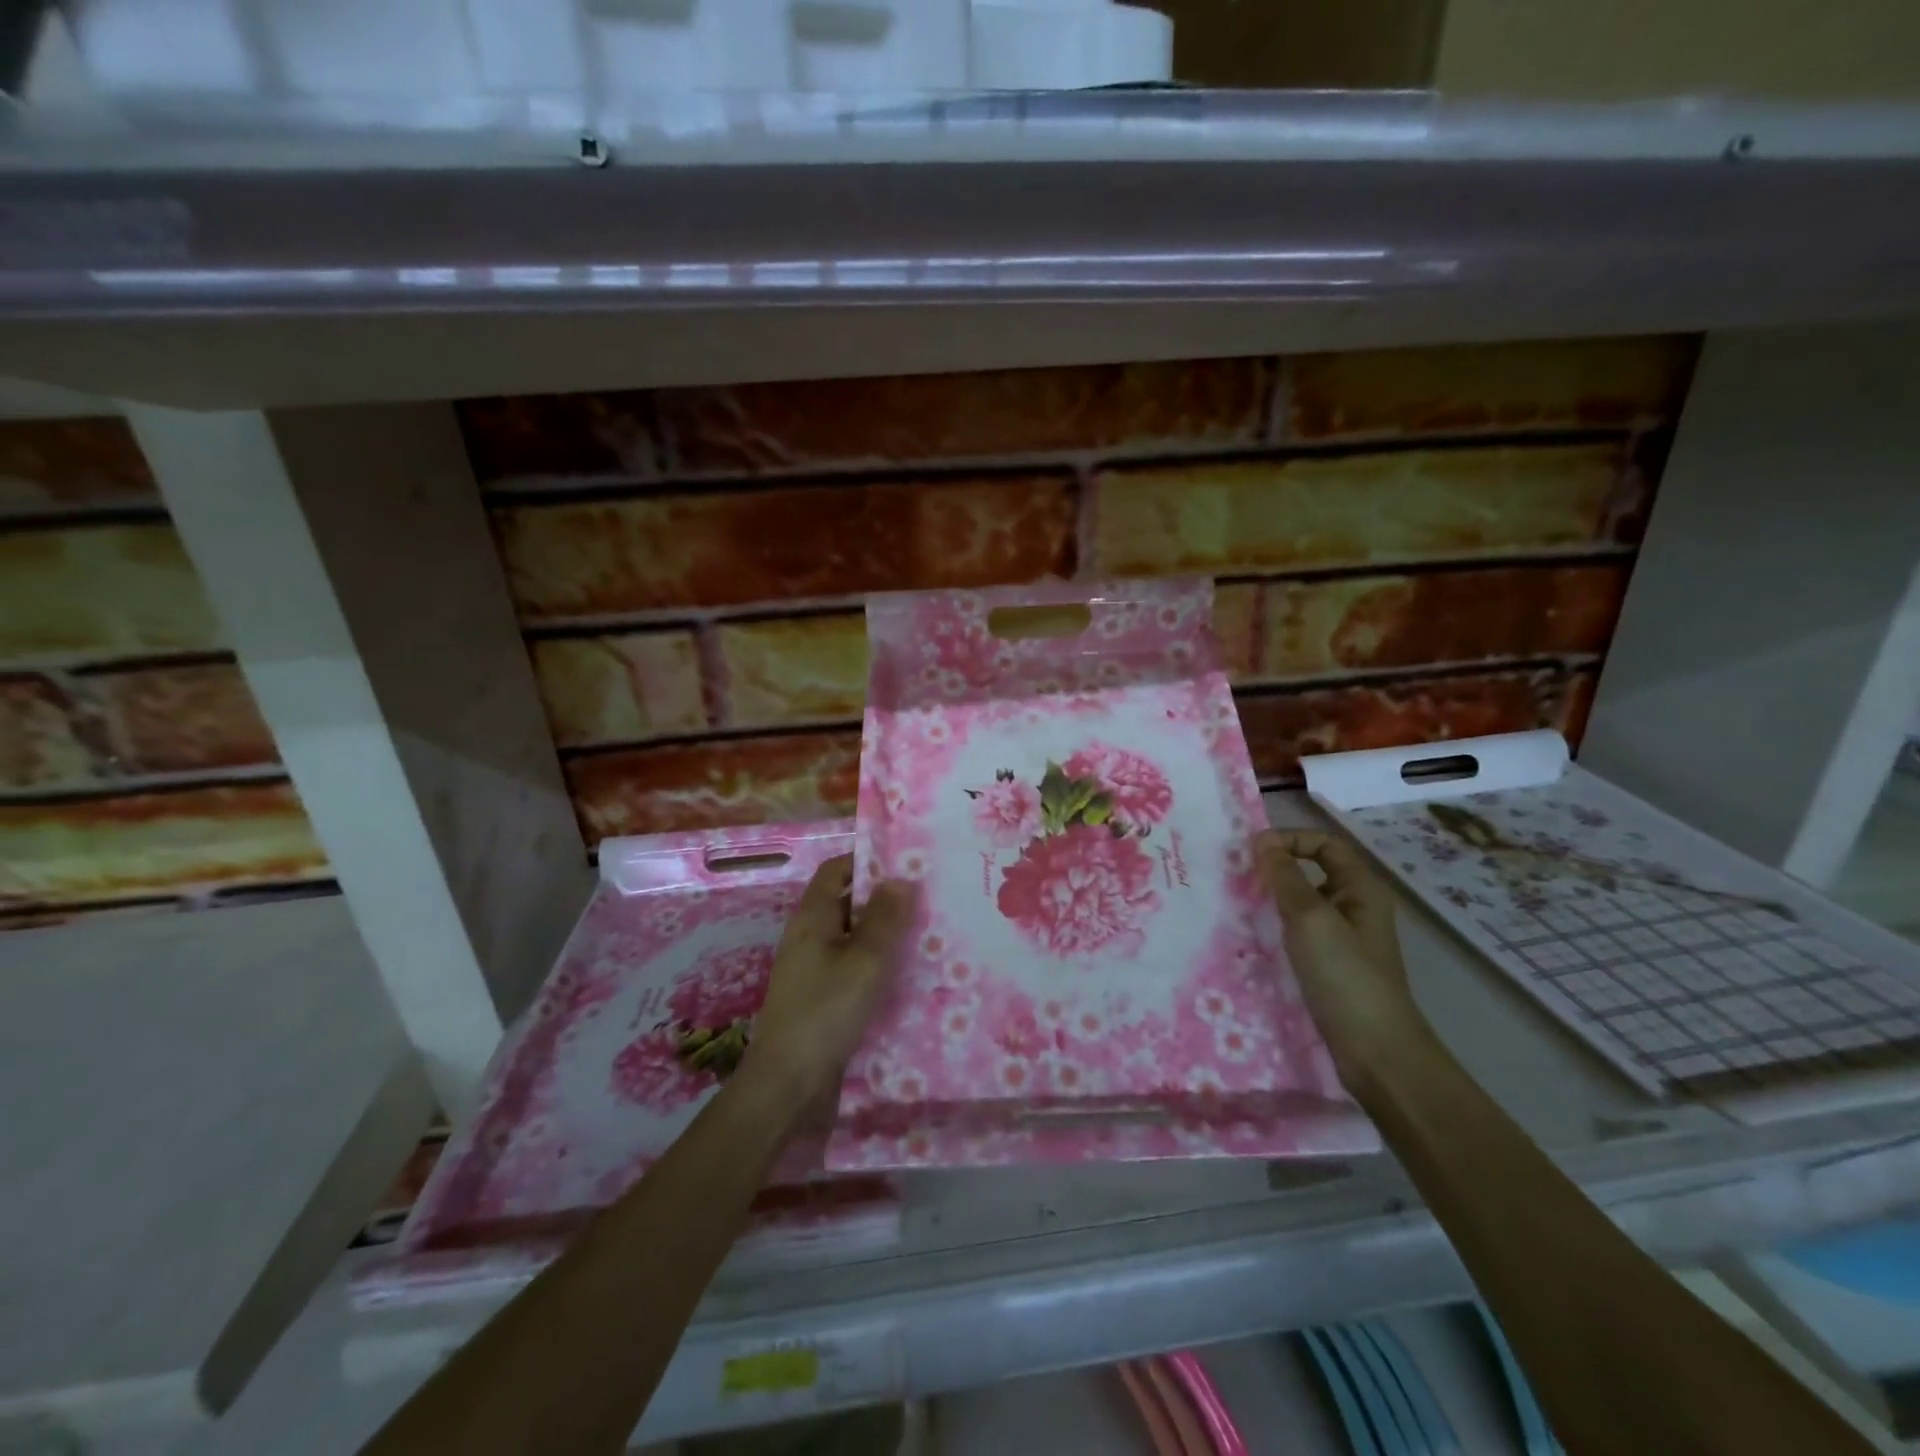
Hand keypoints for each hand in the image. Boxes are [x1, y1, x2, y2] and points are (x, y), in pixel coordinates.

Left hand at [747, 856, 916, 1104]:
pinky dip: (877, 966)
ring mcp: (813, 970)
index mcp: (812, 918)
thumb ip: (885, 918)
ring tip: (927, 934)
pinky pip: (852, 969)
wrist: (788, 1085)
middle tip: (927, 899)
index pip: (835, 870)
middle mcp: (809, 938)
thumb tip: (900, 878)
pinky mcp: (821, 1000)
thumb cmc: (826, 1012)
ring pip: (853, 939)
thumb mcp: (864, 960)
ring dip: (884, 935)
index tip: (905, 864)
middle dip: (883, 899)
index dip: (866, 861)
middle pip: (846, 903)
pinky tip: (906, 977)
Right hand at [1256, 829, 1430, 1087]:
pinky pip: (1297, 934)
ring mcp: (1343, 940)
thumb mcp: (1310, 919)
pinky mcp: (1329, 967)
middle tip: (1236, 876)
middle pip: (1312, 872)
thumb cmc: (1345, 976)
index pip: (1324, 844)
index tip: (1252, 852)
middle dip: (1275, 870)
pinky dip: (1275, 928)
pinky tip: (1251, 939)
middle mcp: (1355, 908)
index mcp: (1361, 889)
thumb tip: (1262, 840)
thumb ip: (1285, 877)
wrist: (1376, 1053)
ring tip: (1236, 905)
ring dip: (1271, 900)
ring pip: (1301, 905)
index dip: (1290, 839)